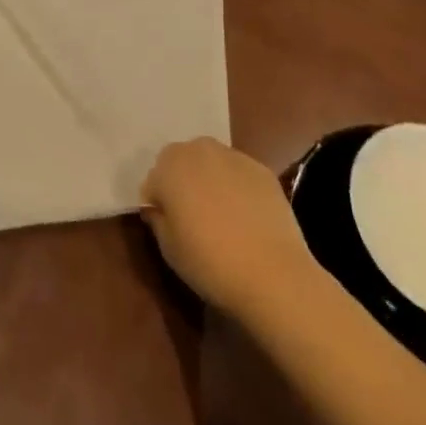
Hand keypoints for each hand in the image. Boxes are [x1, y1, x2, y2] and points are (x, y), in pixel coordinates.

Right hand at [141, 137, 315, 317]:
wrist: (272, 274)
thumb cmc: (209, 263)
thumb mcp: (169, 249)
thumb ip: (158, 220)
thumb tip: (159, 210)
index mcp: (169, 166)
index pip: (153, 180)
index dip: (158, 203)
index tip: (168, 225)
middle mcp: (198, 150)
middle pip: (181, 162)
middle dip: (182, 182)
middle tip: (192, 217)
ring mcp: (233, 156)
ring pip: (211, 163)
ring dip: (209, 180)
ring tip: (222, 216)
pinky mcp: (261, 169)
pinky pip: (239, 173)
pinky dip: (237, 187)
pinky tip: (247, 217)